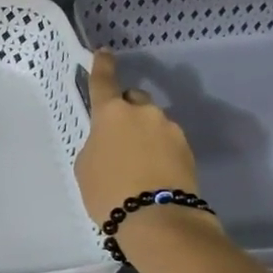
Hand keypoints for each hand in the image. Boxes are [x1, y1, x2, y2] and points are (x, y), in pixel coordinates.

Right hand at [74, 50, 200, 224]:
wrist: (157, 219)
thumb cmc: (109, 191)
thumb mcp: (86, 167)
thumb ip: (96, 144)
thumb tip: (112, 141)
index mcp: (112, 113)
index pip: (104, 81)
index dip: (102, 66)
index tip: (104, 53)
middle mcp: (143, 112)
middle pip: (133, 100)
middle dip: (125, 111)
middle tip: (116, 138)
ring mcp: (170, 129)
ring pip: (152, 123)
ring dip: (143, 134)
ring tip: (135, 164)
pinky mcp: (187, 149)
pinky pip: (166, 142)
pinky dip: (158, 151)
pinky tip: (151, 173)